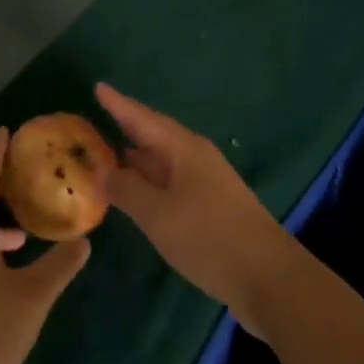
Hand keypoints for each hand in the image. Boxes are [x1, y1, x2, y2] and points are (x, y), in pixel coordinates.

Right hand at [96, 83, 296, 327]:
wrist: (268, 277)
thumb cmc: (210, 237)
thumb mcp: (159, 215)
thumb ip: (127, 190)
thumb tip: (102, 170)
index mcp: (183, 148)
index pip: (143, 118)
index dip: (119, 104)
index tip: (98, 87)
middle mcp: (195, 157)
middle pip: (154, 135)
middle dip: (126, 128)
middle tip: (95, 121)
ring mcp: (206, 181)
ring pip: (163, 160)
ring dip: (136, 157)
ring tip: (107, 155)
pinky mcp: (211, 206)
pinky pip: (171, 181)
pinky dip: (149, 181)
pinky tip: (137, 192)